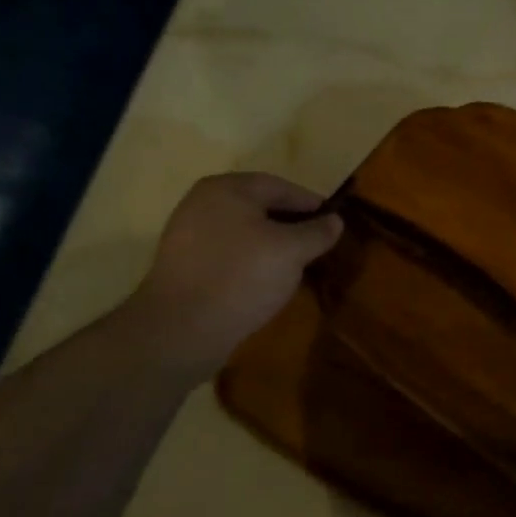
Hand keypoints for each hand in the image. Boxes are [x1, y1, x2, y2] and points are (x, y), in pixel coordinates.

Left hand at [122, 172, 343, 383]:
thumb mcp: (292, 252)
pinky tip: (265, 280)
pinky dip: (250, 259)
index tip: (333, 221)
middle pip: (259, 206)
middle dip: (290, 223)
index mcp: (227, 189)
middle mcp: (203, 202)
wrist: (180, 330)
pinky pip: (227, 251)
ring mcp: (188, 233)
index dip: (310, 203)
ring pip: (243, 230)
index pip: (280, 186)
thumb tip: (335, 220)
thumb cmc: (241, 277)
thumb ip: (317, 232)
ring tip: (295, 264)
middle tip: (316, 243)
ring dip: (271, 243)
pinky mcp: (183, 264)